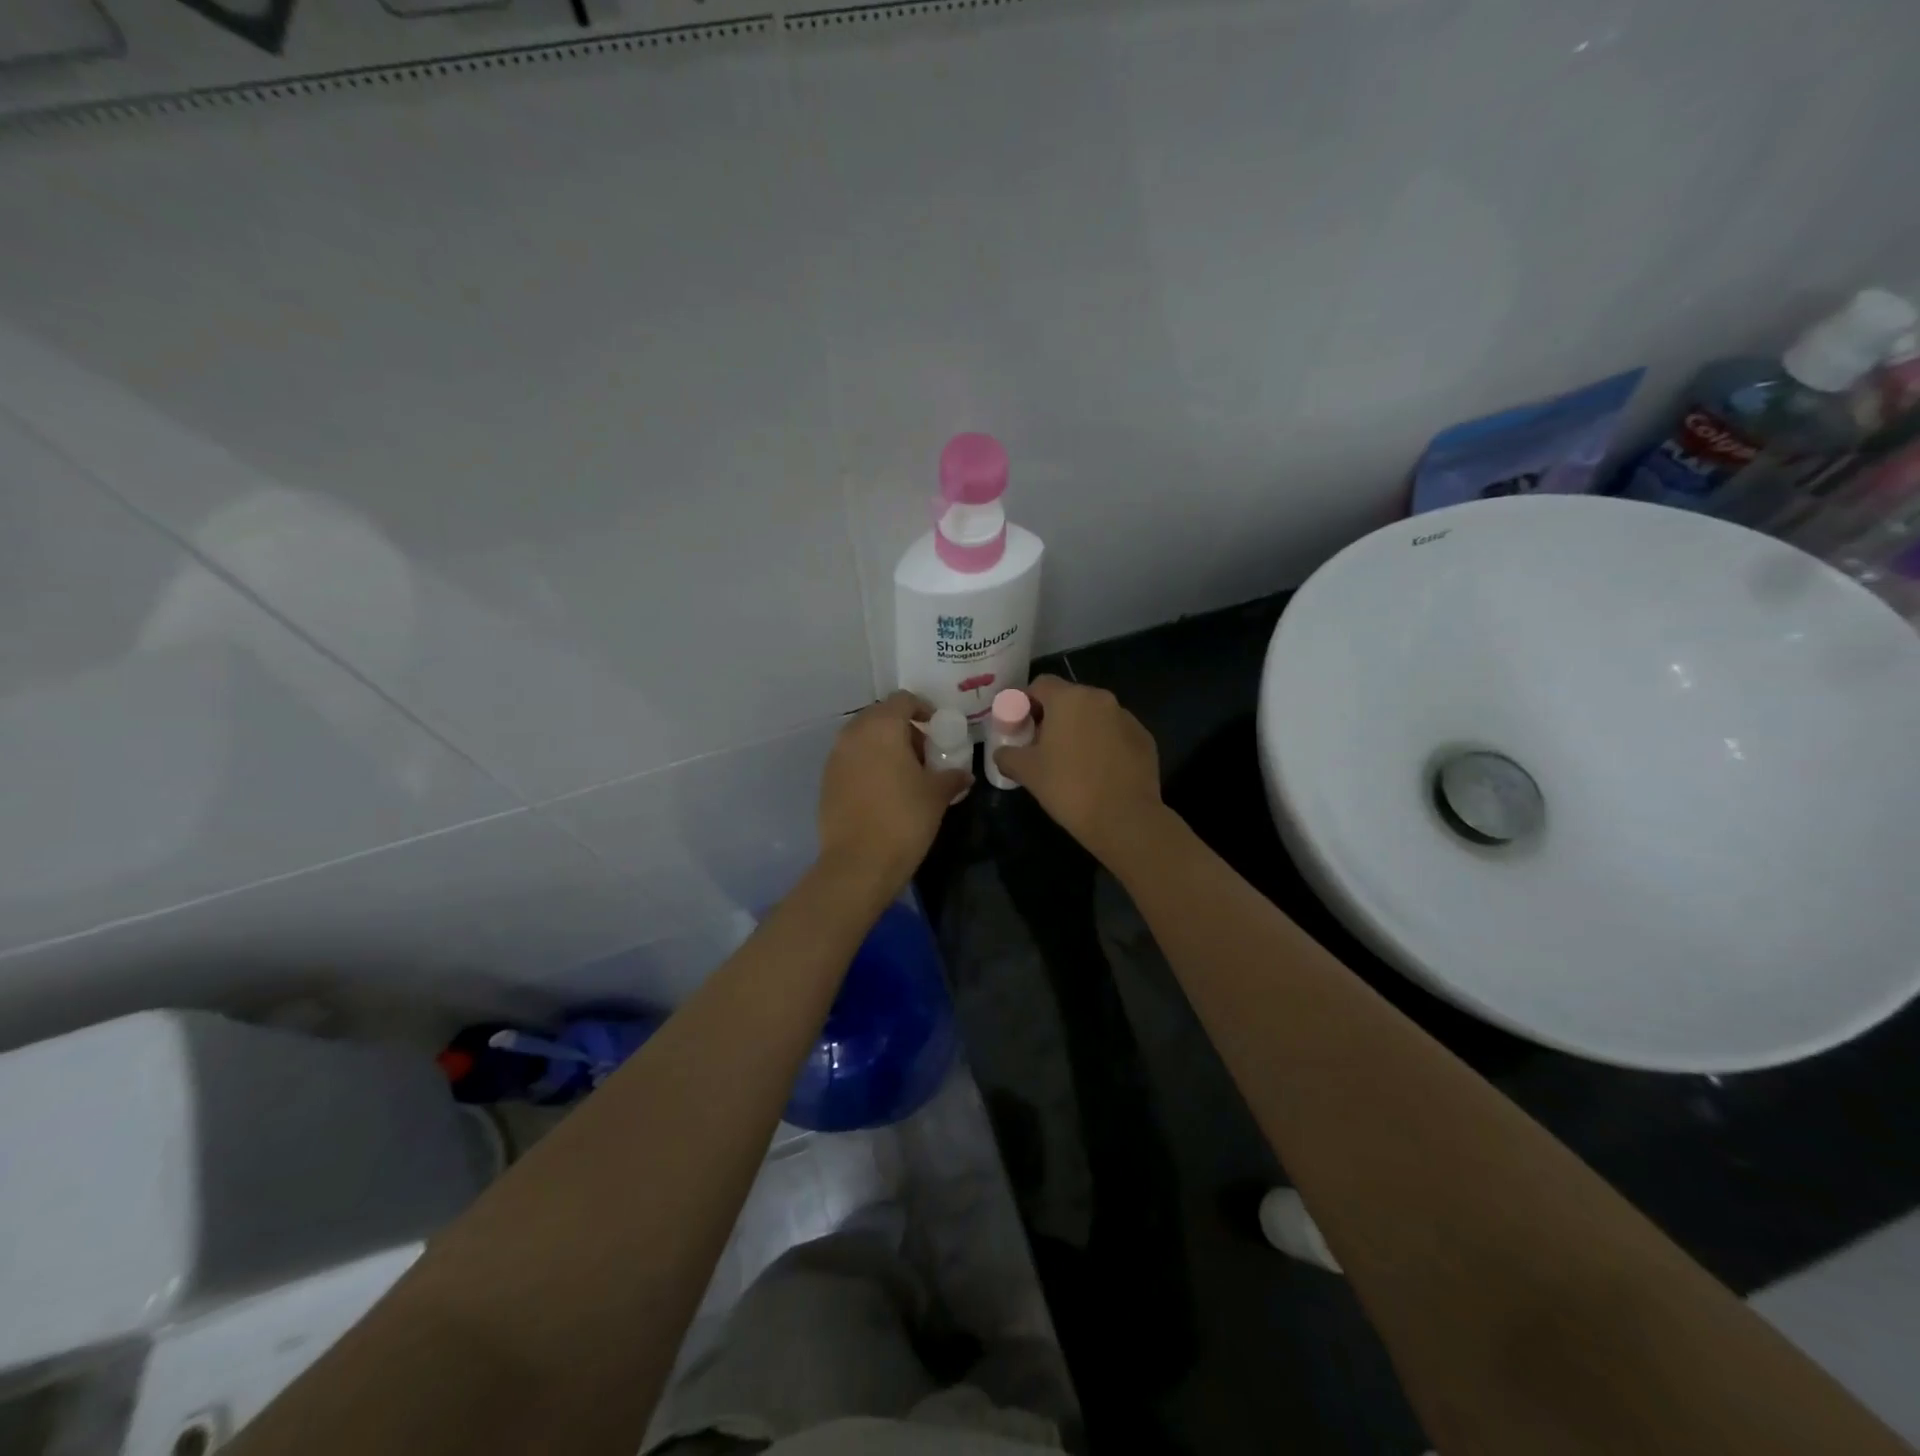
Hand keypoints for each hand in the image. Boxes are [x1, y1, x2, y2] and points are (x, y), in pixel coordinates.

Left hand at [818, 692, 972, 889]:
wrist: (858, 862)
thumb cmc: (904, 819)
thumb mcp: (937, 795)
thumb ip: (952, 776)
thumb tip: (964, 774)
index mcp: (882, 726)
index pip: (903, 700)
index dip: (923, 709)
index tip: (937, 728)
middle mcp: (853, 733)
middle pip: (881, 716)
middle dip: (903, 729)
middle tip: (924, 753)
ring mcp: (835, 757)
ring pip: (863, 738)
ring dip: (884, 747)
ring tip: (906, 774)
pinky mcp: (826, 780)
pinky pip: (851, 759)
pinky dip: (868, 764)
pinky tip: (884, 790)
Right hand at [991, 675, 1163, 863]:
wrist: (1124, 818)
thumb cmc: (1068, 787)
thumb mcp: (1026, 771)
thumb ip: (1007, 754)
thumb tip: (1002, 752)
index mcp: (1069, 698)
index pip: (1040, 684)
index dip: (1025, 703)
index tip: (1019, 727)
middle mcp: (1100, 698)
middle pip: (1068, 698)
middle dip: (1052, 717)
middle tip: (1041, 747)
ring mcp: (1127, 717)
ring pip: (1094, 716)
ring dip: (1079, 730)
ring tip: (1071, 761)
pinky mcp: (1144, 738)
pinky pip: (1115, 733)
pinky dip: (1103, 744)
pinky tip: (1098, 772)